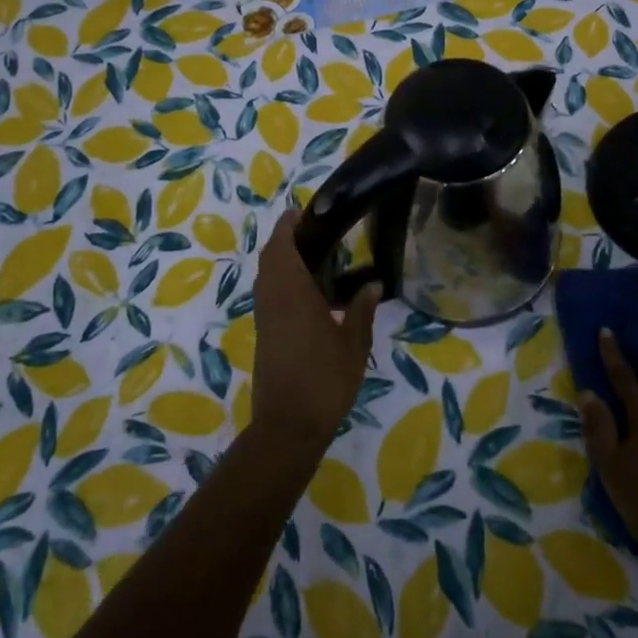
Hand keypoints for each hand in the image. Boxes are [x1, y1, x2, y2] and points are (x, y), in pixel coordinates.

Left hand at [247, 211, 382, 451]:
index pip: (282, 247)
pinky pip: (268, 295)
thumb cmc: (325, 380)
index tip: (301, 212)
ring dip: (279, 260)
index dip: (288, 226)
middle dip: (284, 239)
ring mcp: (265, 318)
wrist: (288, 425)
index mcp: (292, 293)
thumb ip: (362, 311)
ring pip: (265, 277)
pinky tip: (306, 292)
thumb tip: (373, 284)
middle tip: (312, 231)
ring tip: (312, 256)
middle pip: (270, 258)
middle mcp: (273, 299)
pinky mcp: (264, 335)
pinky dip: (280, 281)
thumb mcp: (354, 345)